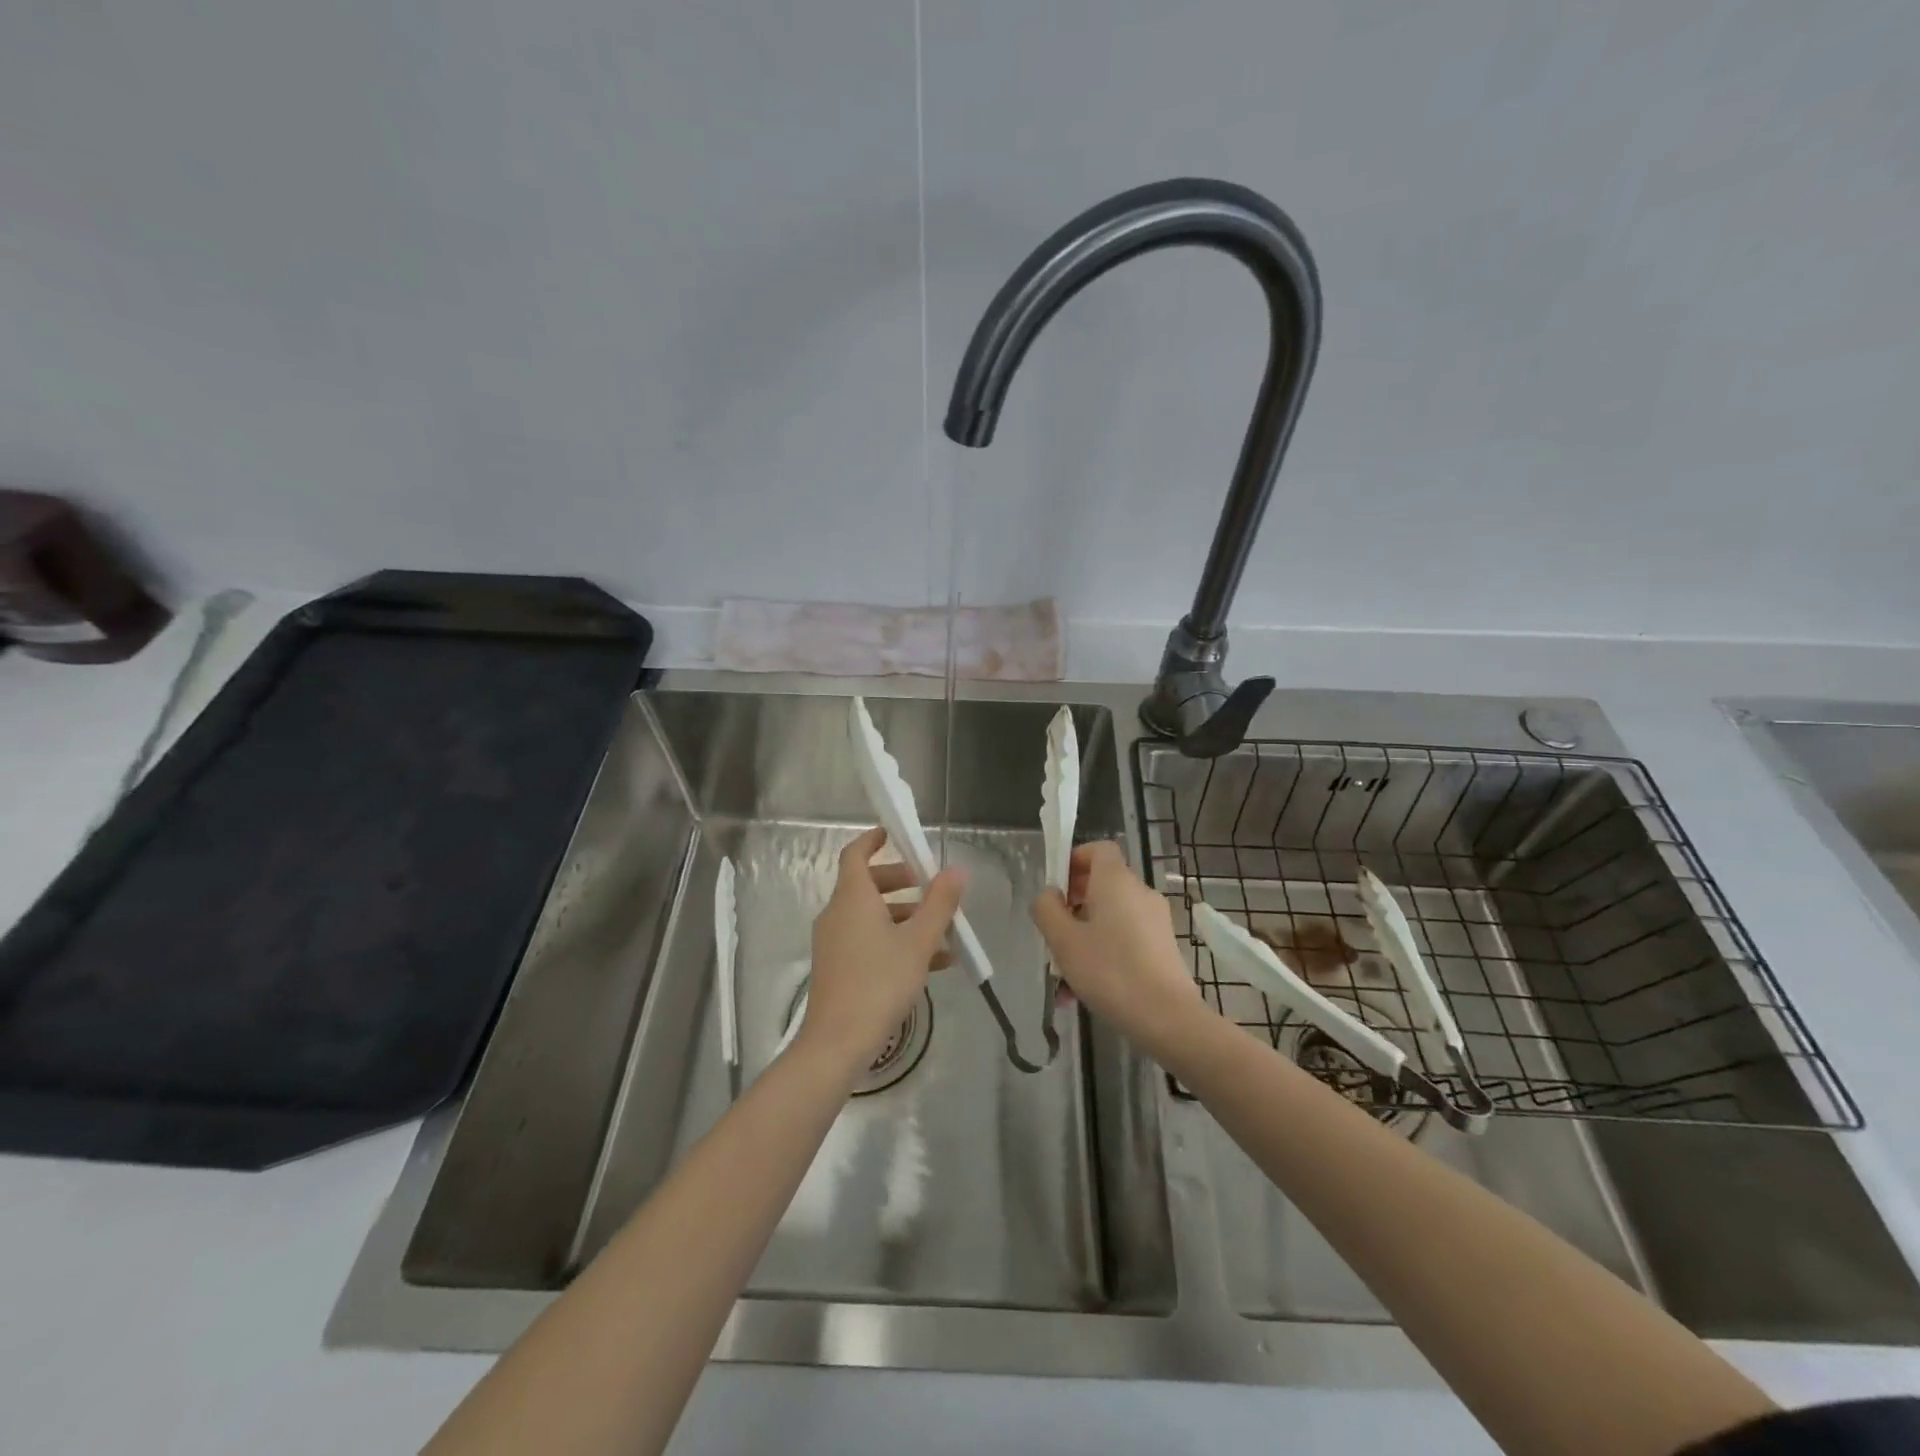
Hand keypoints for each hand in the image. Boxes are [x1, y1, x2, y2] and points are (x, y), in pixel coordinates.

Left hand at [800, 827, 965, 1074]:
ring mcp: (833, 942)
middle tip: (929, 887)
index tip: (894, 834)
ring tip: (942, 932)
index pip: (855, 854)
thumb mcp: (919, 941)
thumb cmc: (880, 982)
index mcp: (852, 898)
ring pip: (870, 916)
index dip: (873, 840)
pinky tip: (931, 963)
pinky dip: (894, 941)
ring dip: (904, 916)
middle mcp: (837, 914)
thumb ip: (940, 903)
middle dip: (900, 882)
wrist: (838, 1041)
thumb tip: (956, 870)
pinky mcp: (836, 967)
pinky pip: (867, 940)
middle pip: (866, 884)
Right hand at [1031, 841, 1205, 1059]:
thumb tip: (1049, 894)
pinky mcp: (1163, 946)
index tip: (1056, 888)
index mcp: (1116, 881)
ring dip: (1085, 935)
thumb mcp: (1064, 941)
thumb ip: (1047, 910)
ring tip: (1063, 973)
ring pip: (1111, 916)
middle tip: (1054, 932)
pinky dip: (1105, 951)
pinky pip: (1126, 937)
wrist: (1168, 1018)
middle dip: (1074, 904)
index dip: (1075, 860)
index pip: (1098, 849)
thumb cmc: (1110, 972)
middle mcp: (1139, 892)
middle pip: (1102, 884)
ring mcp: (1155, 920)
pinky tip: (1085, 989)